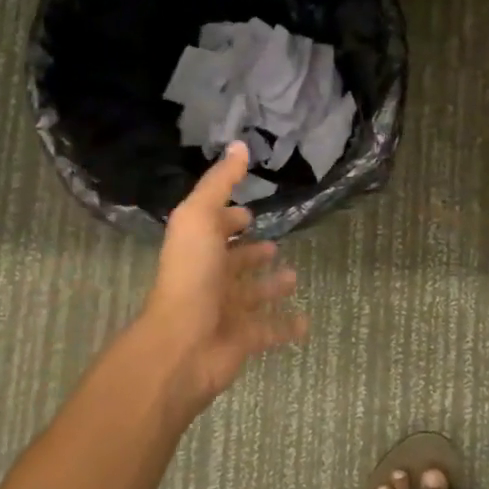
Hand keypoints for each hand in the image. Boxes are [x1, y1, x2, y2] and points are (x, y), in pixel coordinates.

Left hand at [137, 142, 306, 410]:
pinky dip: (286, 326)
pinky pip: (270, 330)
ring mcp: (226, 311)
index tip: (249, 213)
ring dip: (271, 286)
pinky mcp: (243, 339)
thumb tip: (239, 145)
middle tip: (275, 246)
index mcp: (198, 248)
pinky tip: (305, 321)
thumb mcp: (199, 217)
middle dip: (252, 253)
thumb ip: (220, 183)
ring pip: (252, 295)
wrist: (183, 344)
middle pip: (233, 263)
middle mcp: (210, 278)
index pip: (214, 228)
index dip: (228, 219)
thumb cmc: (191, 275)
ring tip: (293, 276)